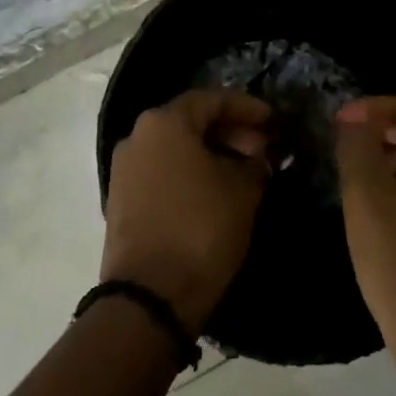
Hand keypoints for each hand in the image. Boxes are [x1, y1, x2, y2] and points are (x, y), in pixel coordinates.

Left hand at [102, 89, 272, 331]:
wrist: (150, 295)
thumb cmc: (201, 229)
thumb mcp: (243, 191)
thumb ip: (255, 163)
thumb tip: (258, 156)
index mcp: (164, 123)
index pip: (212, 99)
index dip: (247, 107)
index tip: (274, 121)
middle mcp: (137, 137)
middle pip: (190, 121)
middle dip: (230, 131)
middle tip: (263, 149)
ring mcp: (124, 169)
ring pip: (174, 147)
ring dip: (210, 153)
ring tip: (244, 172)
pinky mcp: (120, 199)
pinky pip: (161, 171)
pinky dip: (189, 173)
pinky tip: (215, 191)